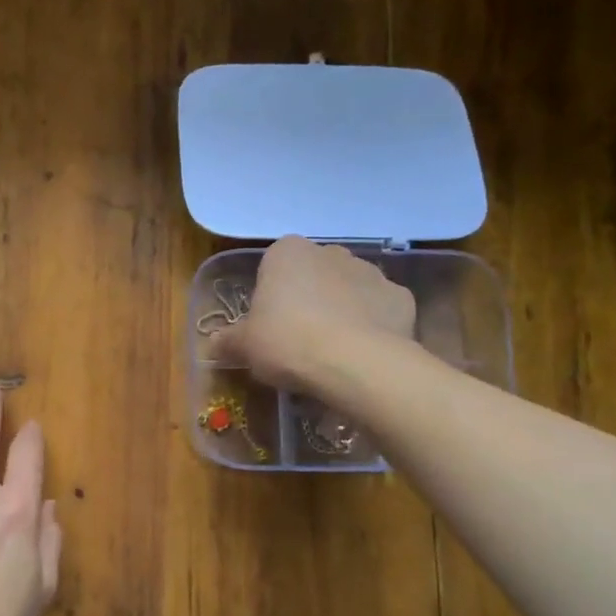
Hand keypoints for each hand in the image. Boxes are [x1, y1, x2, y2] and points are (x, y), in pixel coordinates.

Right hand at [212, 235, 415, 389]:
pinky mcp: (401, 297)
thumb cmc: (287, 342)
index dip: (270, 299)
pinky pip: (379, 311)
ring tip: (331, 353)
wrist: (354, 363)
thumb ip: (228, 340)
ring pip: (348, 291)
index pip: (273, 268)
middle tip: (297, 341)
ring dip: (341, 311)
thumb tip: (214, 343)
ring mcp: (371, 272)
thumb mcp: (245, 346)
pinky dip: (372, 327)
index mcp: (288, 253)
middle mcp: (331, 252)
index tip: (269, 328)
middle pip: (313, 276)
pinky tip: (362, 354)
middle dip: (307, 300)